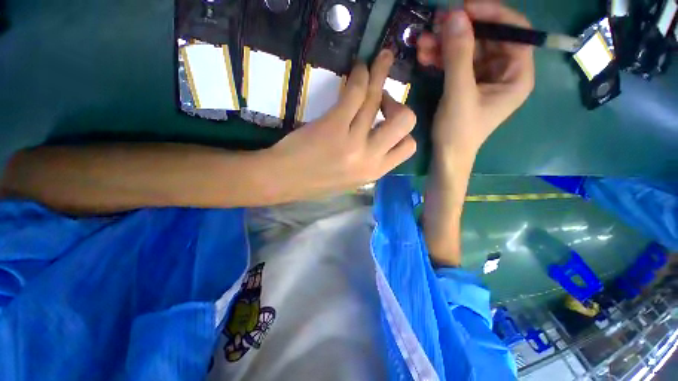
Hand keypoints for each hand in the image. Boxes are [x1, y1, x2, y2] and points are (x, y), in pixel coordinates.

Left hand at [263, 50, 416, 201]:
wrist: (285, 180)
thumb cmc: (316, 182)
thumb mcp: (351, 180)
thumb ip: (369, 164)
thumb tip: (379, 141)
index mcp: (374, 173)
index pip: (408, 148)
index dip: (403, 131)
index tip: (388, 122)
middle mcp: (369, 158)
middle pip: (405, 122)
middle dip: (399, 105)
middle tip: (384, 100)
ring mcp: (352, 142)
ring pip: (377, 100)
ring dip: (381, 74)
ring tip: (380, 61)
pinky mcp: (333, 126)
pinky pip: (355, 94)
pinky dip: (360, 76)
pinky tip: (358, 69)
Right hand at [417, 1, 534, 156]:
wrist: (446, 155)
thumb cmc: (458, 131)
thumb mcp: (459, 94)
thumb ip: (458, 56)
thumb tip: (454, 16)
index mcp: (517, 74)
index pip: (514, 31)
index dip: (491, 14)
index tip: (462, 8)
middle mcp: (504, 72)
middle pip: (486, 39)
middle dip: (460, 31)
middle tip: (434, 24)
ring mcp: (484, 78)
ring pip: (468, 50)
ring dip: (444, 45)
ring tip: (422, 43)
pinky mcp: (467, 84)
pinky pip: (456, 63)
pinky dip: (441, 58)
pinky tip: (425, 55)